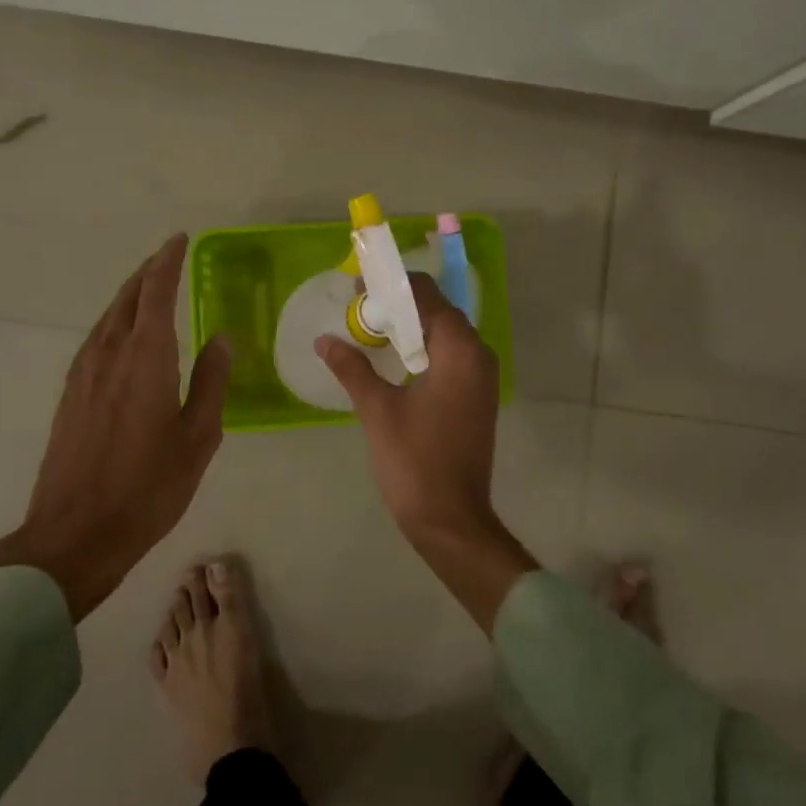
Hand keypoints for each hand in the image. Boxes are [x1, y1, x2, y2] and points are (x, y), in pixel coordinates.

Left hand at [0, 234, 230, 619]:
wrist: (75, 533)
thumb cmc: (148, 487)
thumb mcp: (199, 437)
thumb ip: (211, 381)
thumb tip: (221, 337)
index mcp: (146, 358)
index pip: (157, 292)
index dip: (168, 262)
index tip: (180, 240)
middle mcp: (110, 354)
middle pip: (128, 297)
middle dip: (148, 272)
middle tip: (169, 257)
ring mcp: (84, 373)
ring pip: (108, 317)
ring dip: (130, 295)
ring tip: (150, 288)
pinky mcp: (70, 394)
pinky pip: (95, 339)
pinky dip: (115, 321)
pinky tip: (123, 334)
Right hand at [317, 272, 535, 631]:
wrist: (452, 519)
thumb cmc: (414, 461)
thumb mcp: (377, 409)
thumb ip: (352, 367)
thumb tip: (324, 340)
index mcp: (459, 350)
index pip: (427, 296)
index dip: (393, 286)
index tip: (359, 287)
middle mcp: (478, 355)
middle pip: (438, 311)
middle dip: (400, 305)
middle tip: (360, 308)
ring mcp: (481, 378)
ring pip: (445, 334)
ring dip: (411, 327)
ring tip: (370, 329)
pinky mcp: (477, 396)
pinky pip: (450, 356)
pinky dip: (423, 349)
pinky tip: (394, 359)